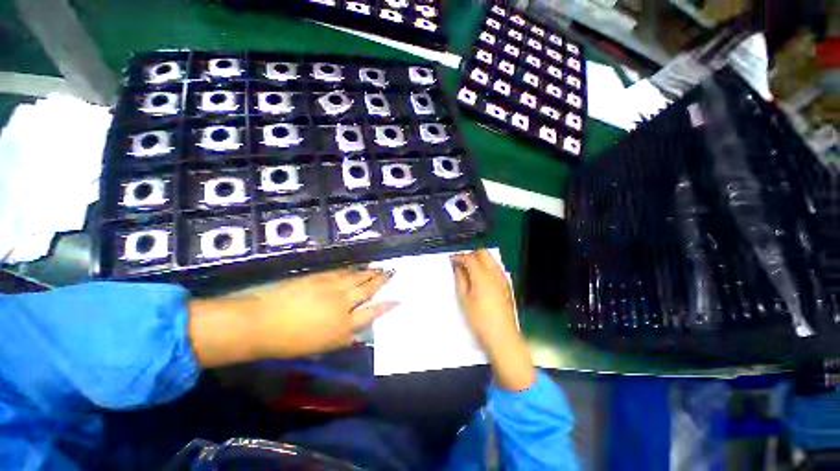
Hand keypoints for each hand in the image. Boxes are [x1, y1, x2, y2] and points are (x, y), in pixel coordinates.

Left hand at [188, 268, 396, 366]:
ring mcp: (332, 288)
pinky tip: (359, 266)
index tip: (398, 299)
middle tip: (392, 272)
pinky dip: (353, 269)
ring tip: (380, 267)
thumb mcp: (321, 347)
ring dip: (370, 272)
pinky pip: (342, 272)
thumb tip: (360, 333)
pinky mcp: (320, 278)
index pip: (372, 312)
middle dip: (382, 280)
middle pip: (368, 289)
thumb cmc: (291, 342)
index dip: (387, 305)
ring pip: (357, 277)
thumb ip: (344, 339)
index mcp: (344, 324)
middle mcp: (342, 304)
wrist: (263, 323)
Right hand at [452, 250, 535, 390]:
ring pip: (491, 260)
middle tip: (461, 264)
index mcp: (483, 277)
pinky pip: (496, 268)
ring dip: (479, 260)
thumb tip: (458, 268)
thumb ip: (461, 280)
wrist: (502, 337)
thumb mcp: (464, 300)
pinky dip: (486, 267)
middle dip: (471, 255)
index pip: (470, 258)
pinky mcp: (507, 286)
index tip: (451, 260)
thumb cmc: (479, 320)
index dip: (459, 257)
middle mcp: (495, 274)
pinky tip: (480, 279)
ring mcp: (503, 279)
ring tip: (469, 271)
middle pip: (483, 253)